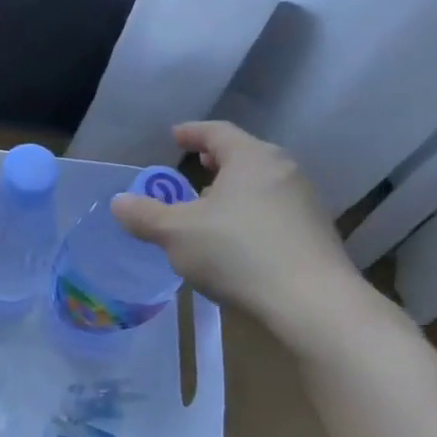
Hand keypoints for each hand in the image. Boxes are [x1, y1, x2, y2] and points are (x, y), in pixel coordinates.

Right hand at [110, 121, 373, 346]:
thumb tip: (119, 202)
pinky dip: (252, 214)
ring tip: (212, 208)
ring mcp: (306, 203)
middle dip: (217, 161)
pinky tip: (238, 241)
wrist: (313, 305)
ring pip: (262, 185)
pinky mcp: (317, 235)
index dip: (192, 132)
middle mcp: (284, 171)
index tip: (175, 136)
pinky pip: (276, 212)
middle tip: (196, 167)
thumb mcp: (176, 234)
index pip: (217, 132)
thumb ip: (145, 215)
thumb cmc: (238, 253)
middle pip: (245, 155)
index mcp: (251, 158)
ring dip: (235, 191)